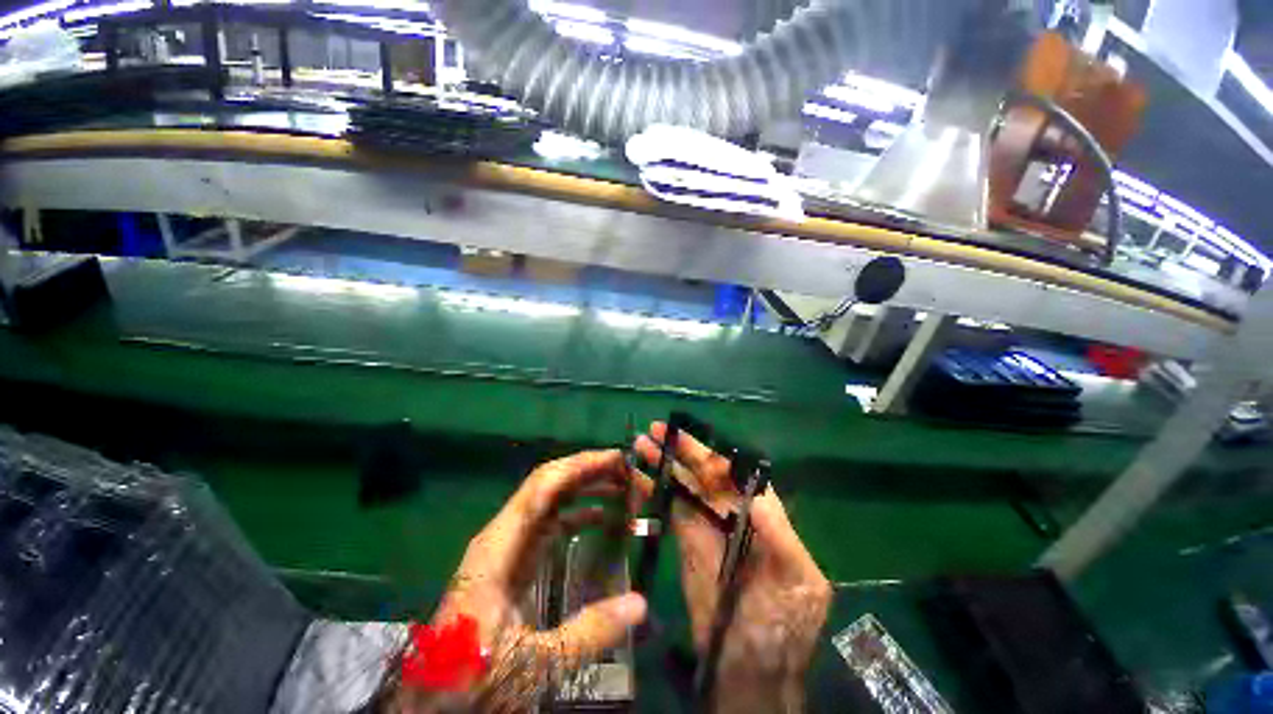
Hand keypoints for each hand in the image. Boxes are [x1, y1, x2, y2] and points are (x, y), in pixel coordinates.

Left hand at [386, 450, 647, 712]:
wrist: (433, 696)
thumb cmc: (473, 676)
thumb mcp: (534, 664)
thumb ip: (588, 634)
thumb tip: (640, 604)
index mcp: (500, 546)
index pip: (543, 486)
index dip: (581, 465)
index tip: (617, 460)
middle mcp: (504, 533)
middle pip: (550, 484)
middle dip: (591, 472)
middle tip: (631, 475)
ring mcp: (510, 544)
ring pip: (552, 499)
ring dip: (588, 488)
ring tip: (625, 490)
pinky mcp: (516, 557)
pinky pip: (551, 522)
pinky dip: (579, 512)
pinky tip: (604, 519)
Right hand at [634, 422, 830, 713]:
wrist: (749, 671)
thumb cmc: (783, 628)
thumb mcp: (798, 583)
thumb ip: (779, 537)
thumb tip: (757, 496)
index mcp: (762, 514)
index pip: (737, 473)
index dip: (712, 453)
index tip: (688, 439)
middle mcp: (733, 512)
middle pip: (705, 473)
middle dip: (681, 450)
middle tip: (655, 431)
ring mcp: (707, 526)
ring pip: (684, 485)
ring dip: (663, 464)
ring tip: (639, 445)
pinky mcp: (686, 541)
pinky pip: (669, 507)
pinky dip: (653, 489)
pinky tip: (636, 476)